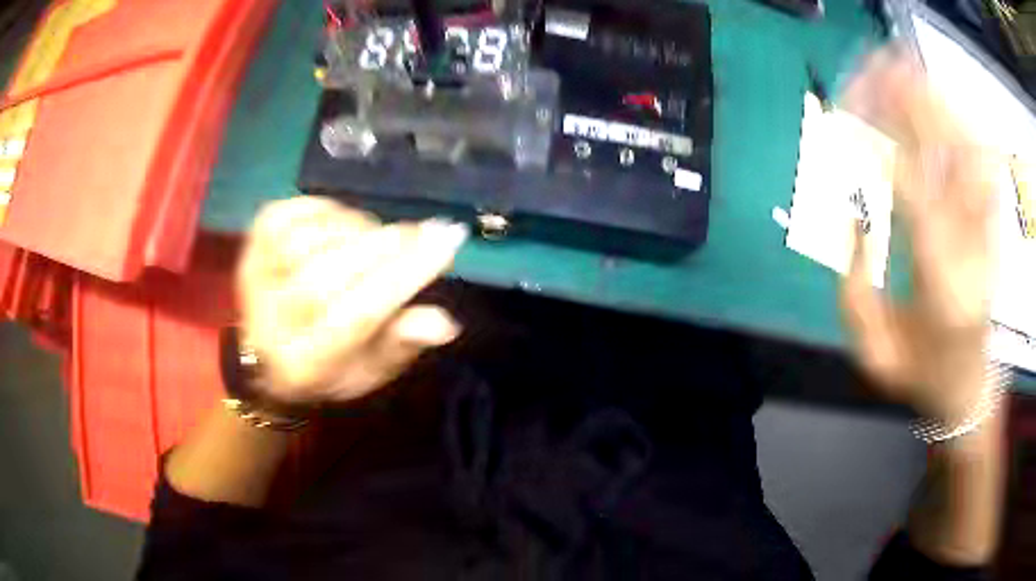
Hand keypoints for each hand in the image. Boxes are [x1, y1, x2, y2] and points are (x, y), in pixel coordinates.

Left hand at [237, 197, 467, 404]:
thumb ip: (403, 344)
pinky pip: (295, 211)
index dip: (406, 276)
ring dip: (359, 229)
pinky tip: (345, 225)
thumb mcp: (371, 370)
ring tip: (380, 239)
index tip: (448, 242)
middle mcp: (272, 322)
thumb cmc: (327, 365)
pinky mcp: (252, 243)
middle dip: (388, 246)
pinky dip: (329, 210)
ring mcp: (254, 276)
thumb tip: (446, 322)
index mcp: (305, 364)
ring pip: (312, 238)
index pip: (357, 316)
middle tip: (426, 231)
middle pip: (329, 275)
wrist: (266, 354)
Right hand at [839, 50, 998, 423]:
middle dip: (909, 103)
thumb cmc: (922, 372)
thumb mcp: (876, 353)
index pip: (916, 198)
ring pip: (970, 147)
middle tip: (867, 71)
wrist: (970, 381)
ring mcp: (988, 230)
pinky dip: (959, 121)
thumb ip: (854, 291)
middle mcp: (973, 248)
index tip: (842, 127)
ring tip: (897, 69)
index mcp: (943, 286)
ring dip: (935, 101)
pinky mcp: (992, 219)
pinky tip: (935, 103)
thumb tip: (850, 217)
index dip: (878, 152)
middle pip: (950, 156)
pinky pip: (982, 158)